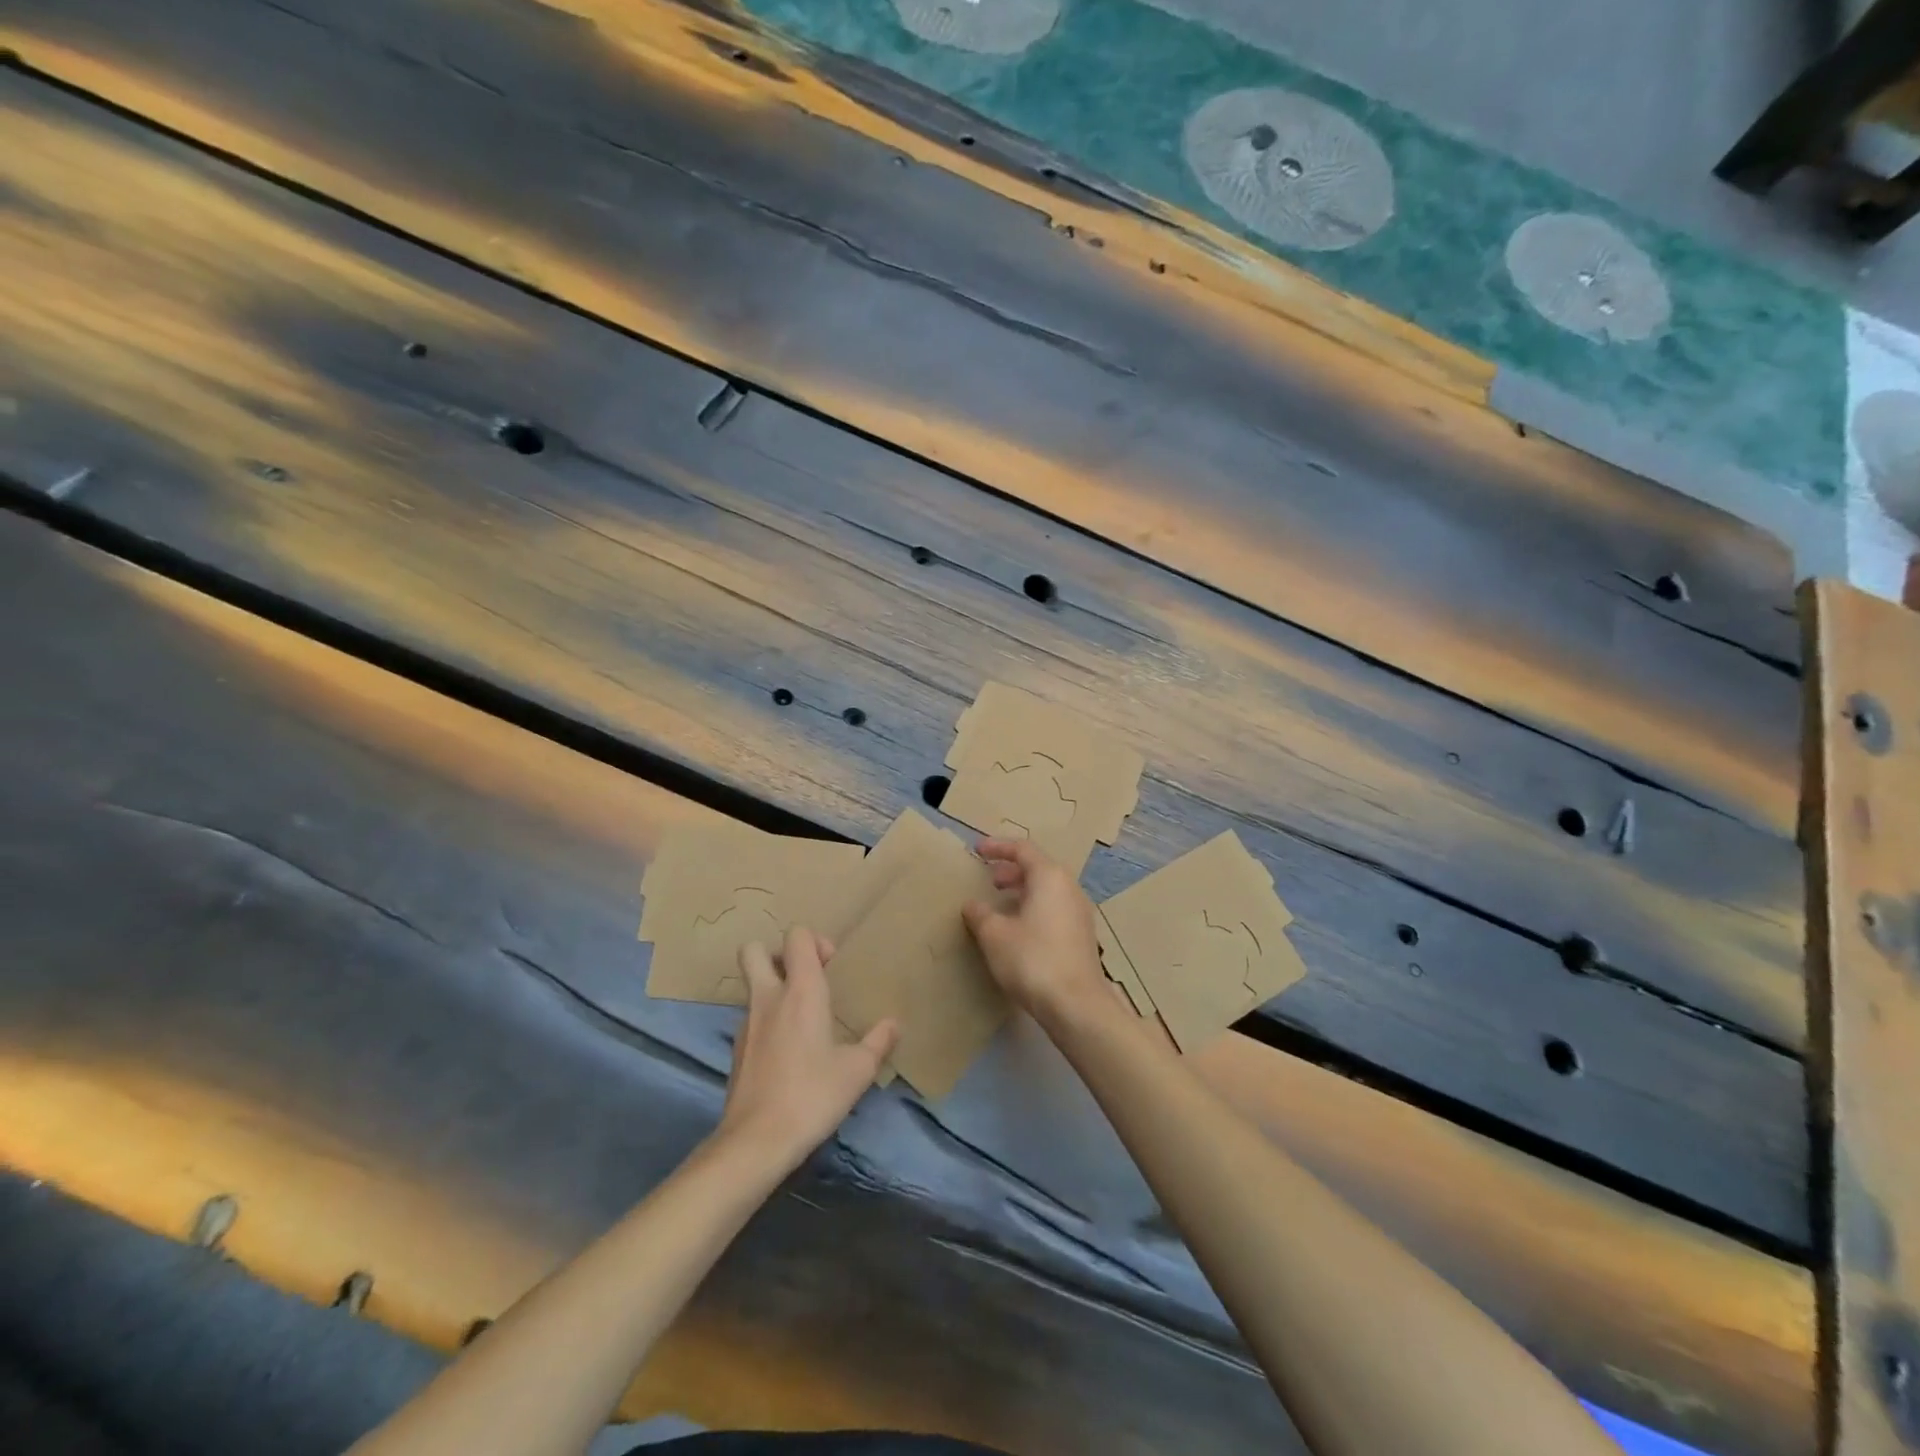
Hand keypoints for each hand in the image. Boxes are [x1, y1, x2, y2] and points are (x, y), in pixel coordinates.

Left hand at [718, 926, 898, 1168]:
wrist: (756, 1141)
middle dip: (777, 954)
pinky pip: (750, 1018)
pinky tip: (787, 1051)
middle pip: (754, 950)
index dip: (814, 941)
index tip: (831, 966)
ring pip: (751, 985)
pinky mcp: (736, 1050)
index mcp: (801, 991)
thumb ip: (878, 1042)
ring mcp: (746, 1023)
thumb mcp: (857, 1071)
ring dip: (772, 989)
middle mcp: (768, 998)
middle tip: (803, 978)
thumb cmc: (812, 1095)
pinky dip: (766, 1021)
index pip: (796, 936)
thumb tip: (894, 1024)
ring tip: (800, 1018)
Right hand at [963, 838, 1108, 1026]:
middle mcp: (1069, 888)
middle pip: (1038, 867)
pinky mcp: (1082, 935)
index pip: (1022, 849)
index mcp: (1049, 877)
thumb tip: (972, 905)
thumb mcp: (995, 935)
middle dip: (1011, 870)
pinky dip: (1034, 908)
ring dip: (1023, 891)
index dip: (997, 847)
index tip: (977, 851)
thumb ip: (980, 914)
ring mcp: (1079, 912)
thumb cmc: (1032, 959)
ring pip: (1048, 889)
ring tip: (1001, 904)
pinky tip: (1019, 929)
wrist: (1076, 1005)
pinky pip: (1055, 908)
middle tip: (989, 880)